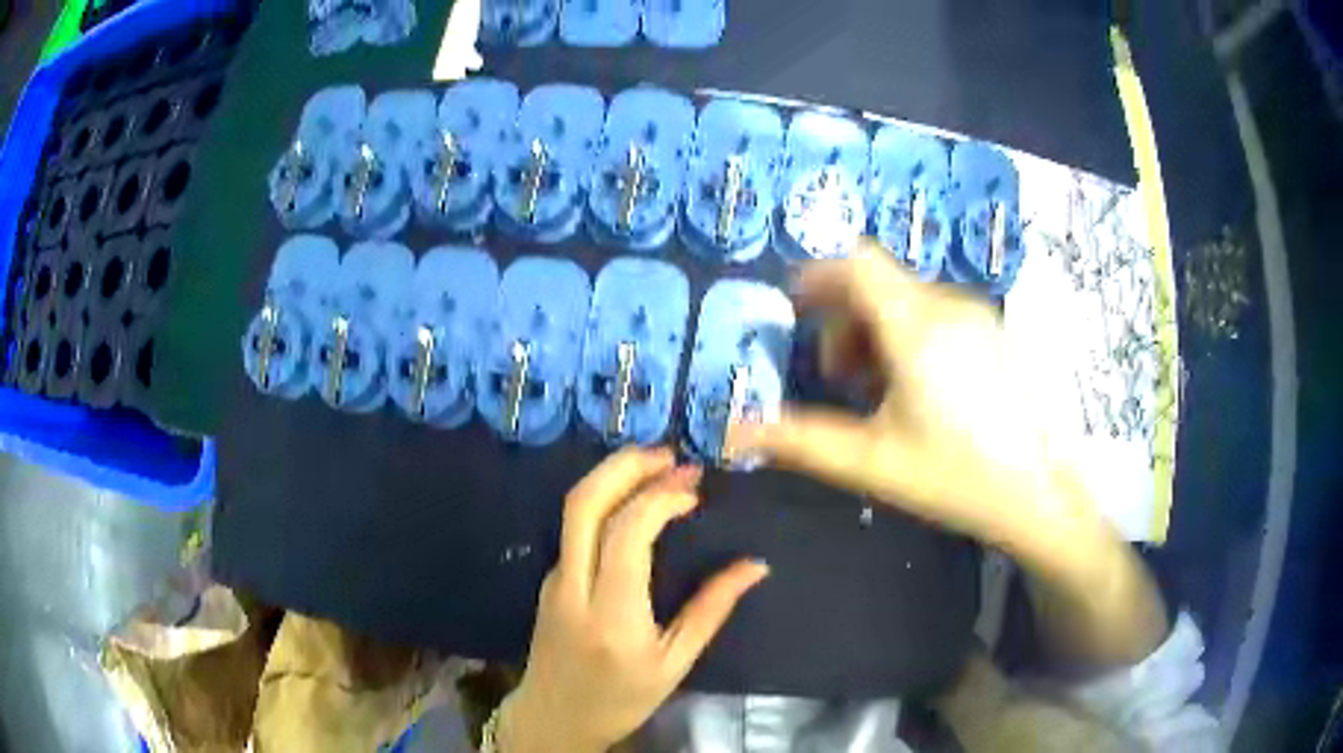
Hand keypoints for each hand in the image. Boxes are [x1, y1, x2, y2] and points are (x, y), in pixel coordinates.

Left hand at [499, 448, 768, 752]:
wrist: (554, 717)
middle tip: (669, 454)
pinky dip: (605, 499)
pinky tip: (635, 499)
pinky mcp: (549, 578)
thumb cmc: (621, 699)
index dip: (660, 499)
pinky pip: (573, 526)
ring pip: (572, 509)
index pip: (626, 534)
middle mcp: (573, 587)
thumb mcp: (675, 664)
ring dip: (612, 476)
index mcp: (611, 615)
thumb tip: (755, 565)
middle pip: (583, 504)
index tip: (694, 490)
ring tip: (657, 465)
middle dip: (624, 466)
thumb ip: (711, 610)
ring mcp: (554, 579)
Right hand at [729, 240, 1099, 555]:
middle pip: (878, 282)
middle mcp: (948, 306)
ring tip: (876, 390)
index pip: (856, 263)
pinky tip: (918, 389)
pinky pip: (938, 314)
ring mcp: (978, 316)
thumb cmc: (956, 476)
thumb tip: (734, 433)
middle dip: (844, 319)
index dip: (817, 274)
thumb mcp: (872, 461)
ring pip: (908, 299)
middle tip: (836, 376)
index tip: (794, 308)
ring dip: (877, 331)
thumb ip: (800, 441)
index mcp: (916, 327)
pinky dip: (910, 335)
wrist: (1039, 495)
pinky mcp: (995, 333)